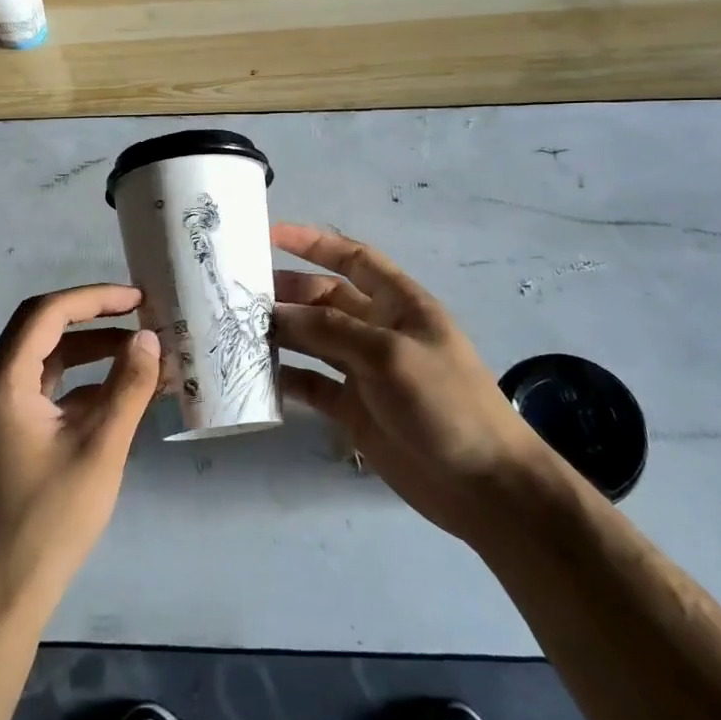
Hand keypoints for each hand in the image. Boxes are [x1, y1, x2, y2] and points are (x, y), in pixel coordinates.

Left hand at [0, 285, 160, 624]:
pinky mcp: (6, 435)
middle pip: (44, 331)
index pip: (47, 313)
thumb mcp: (100, 448)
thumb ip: (128, 387)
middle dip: (95, 320)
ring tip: (141, 355)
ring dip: (92, 354)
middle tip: (142, 319)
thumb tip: (150, 338)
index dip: (94, 298)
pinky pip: (45, 392)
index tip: (138, 300)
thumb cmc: (48, 519)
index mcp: (4, 380)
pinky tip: (120, 396)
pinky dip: (81, 385)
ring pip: (47, 362)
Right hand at [271, 222, 545, 544]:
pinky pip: (312, 384)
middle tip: (239, 295)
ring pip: (312, 340)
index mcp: (398, 303)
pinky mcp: (352, 408)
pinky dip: (286, 379)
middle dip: (286, 292)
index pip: (352, 258)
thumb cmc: (445, 402)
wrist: (483, 484)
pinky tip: (256, 377)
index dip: (314, 243)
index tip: (270, 235)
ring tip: (237, 331)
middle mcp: (377, 329)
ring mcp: (363, 370)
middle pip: (323, 299)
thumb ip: (331, 329)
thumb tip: (277, 313)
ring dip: (281, 334)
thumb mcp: (389, 353)